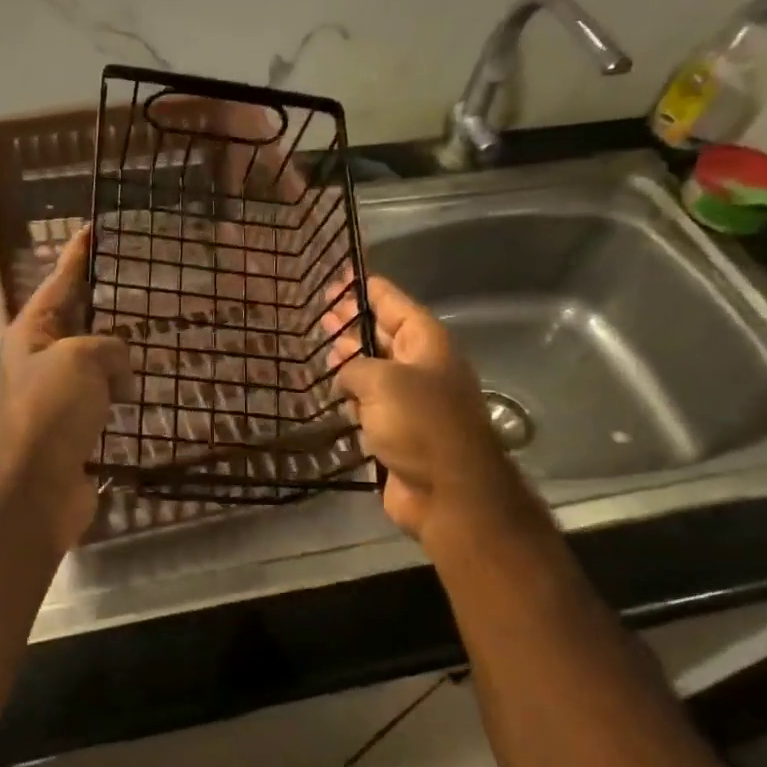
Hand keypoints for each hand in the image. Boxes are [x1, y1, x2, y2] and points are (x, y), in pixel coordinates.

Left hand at [0, 227, 131, 552]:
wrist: (36, 489)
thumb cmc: (50, 413)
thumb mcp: (81, 360)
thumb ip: (108, 347)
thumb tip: (118, 371)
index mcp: (30, 332)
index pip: (59, 281)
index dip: (78, 254)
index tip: (93, 228)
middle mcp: (38, 359)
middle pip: (74, 319)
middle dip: (100, 302)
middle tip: (132, 282)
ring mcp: (54, 394)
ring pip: (90, 359)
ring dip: (113, 352)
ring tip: (147, 339)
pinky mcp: (71, 426)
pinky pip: (100, 395)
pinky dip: (117, 390)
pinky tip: (138, 390)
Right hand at [329, 277, 531, 557]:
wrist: (448, 491)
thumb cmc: (420, 424)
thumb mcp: (382, 381)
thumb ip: (354, 367)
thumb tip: (343, 375)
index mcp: (426, 343)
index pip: (394, 303)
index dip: (367, 288)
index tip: (341, 276)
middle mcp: (420, 367)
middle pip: (383, 335)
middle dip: (352, 324)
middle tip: (320, 314)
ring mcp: (410, 402)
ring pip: (373, 372)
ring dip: (348, 363)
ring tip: (318, 352)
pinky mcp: (397, 432)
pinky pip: (369, 407)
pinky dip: (349, 399)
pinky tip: (327, 395)